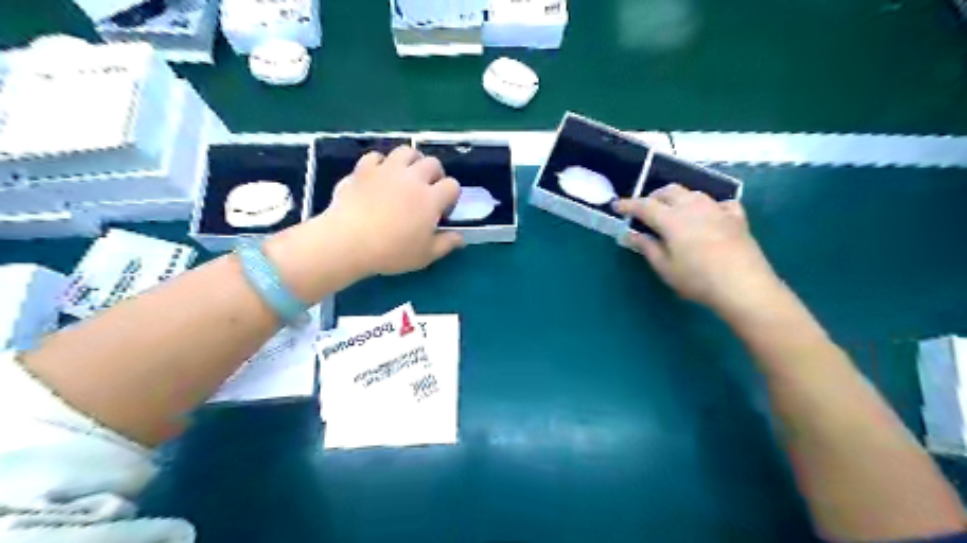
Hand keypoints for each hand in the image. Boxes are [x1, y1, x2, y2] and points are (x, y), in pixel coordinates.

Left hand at [322, 145, 462, 275]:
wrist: (349, 241)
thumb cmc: (392, 251)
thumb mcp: (425, 255)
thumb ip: (446, 244)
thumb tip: (461, 237)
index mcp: (431, 198)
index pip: (452, 186)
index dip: (451, 196)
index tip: (443, 211)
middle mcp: (413, 178)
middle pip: (432, 163)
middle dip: (435, 174)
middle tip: (427, 191)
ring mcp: (387, 169)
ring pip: (406, 151)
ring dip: (411, 161)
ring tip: (406, 176)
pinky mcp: (364, 169)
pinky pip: (376, 156)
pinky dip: (380, 164)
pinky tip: (378, 176)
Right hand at [615, 185, 780, 314]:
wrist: (744, 285)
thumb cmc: (698, 279)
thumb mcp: (666, 268)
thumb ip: (648, 248)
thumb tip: (632, 235)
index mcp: (672, 219)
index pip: (644, 205)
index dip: (629, 204)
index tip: (617, 205)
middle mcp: (693, 206)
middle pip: (669, 191)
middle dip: (654, 197)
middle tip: (646, 210)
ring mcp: (717, 209)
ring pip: (693, 193)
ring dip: (678, 198)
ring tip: (673, 212)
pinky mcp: (736, 217)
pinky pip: (719, 202)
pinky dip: (708, 206)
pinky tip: (708, 216)